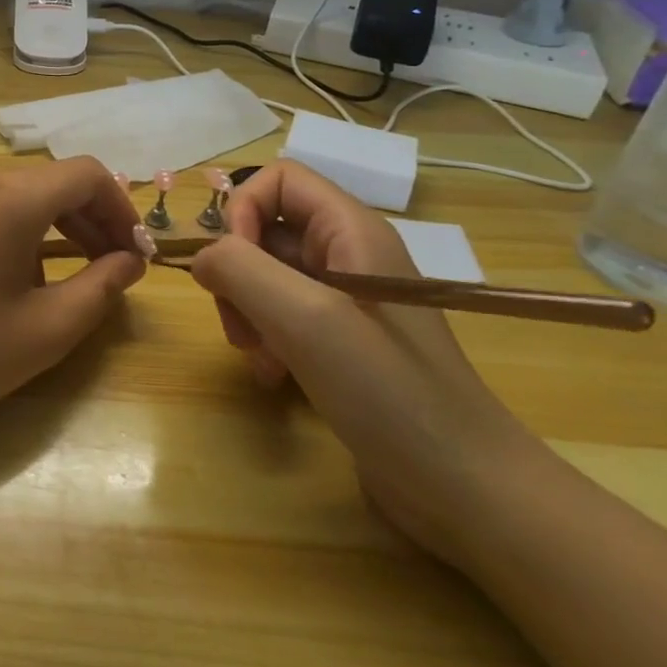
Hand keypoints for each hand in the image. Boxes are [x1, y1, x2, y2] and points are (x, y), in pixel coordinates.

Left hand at [0, 158, 148, 442]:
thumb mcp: (48, 329)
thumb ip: (102, 287)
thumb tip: (129, 261)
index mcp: (9, 199)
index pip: (86, 174)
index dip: (120, 208)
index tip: (133, 253)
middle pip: (47, 183)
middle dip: (87, 219)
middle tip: (108, 267)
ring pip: (9, 195)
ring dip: (47, 225)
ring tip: (57, 277)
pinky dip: (4, 230)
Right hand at [188, 162, 543, 564]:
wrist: (464, 487)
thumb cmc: (389, 392)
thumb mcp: (306, 320)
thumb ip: (242, 269)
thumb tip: (202, 257)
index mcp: (352, 231)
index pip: (278, 180)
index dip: (242, 211)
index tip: (231, 267)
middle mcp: (348, 254)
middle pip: (265, 230)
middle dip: (238, 273)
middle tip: (240, 327)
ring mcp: (346, 299)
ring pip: (266, 276)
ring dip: (247, 312)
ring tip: (258, 358)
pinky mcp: (340, 339)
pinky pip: (282, 315)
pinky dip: (265, 338)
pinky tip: (272, 375)